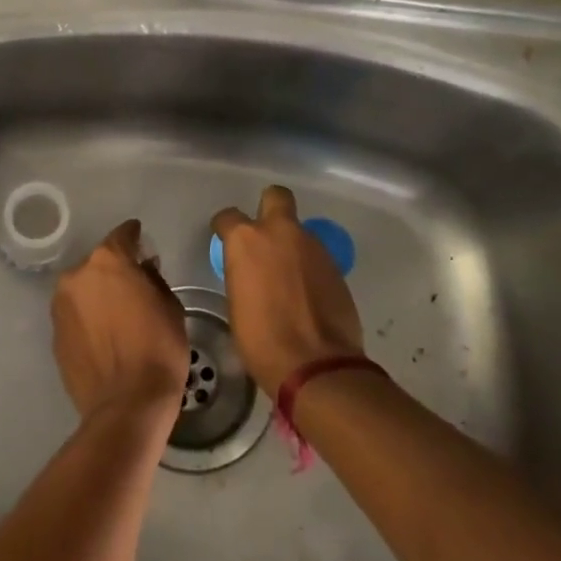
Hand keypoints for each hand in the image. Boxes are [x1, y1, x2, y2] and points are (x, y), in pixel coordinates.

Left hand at [51, 219, 188, 421]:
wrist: (126, 405)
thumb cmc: (158, 349)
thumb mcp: (170, 306)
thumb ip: (152, 278)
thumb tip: (142, 269)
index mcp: (107, 261)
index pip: (123, 235)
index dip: (135, 237)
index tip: (142, 243)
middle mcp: (77, 275)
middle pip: (99, 263)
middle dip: (115, 270)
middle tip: (134, 286)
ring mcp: (61, 305)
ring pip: (83, 289)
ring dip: (98, 294)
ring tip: (117, 315)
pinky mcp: (55, 334)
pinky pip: (75, 315)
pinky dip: (87, 318)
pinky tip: (104, 336)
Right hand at [211, 185, 363, 392]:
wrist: (315, 364)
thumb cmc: (261, 339)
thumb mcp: (237, 303)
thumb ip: (243, 274)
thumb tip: (251, 273)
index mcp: (247, 240)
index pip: (228, 217)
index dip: (225, 228)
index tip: (225, 239)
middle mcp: (280, 232)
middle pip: (276, 197)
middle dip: (269, 208)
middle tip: (265, 236)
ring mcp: (312, 246)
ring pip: (299, 230)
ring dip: (292, 245)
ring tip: (288, 277)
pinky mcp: (336, 265)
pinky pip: (315, 256)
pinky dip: (309, 267)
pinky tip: (306, 292)